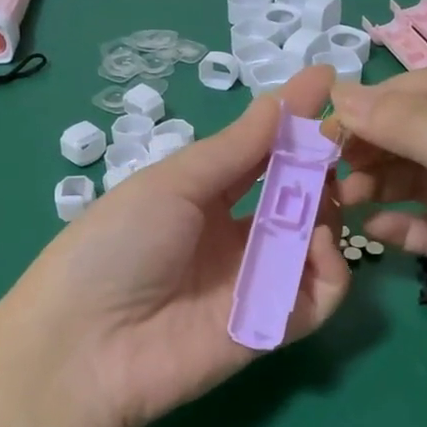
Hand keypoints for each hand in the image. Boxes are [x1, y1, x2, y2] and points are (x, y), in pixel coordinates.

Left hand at [0, 65, 349, 426]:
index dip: (292, 120)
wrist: (87, 345)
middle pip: (296, 197)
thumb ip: (233, 149)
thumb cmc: (117, 246)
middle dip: (320, 166)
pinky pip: (319, 296)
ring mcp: (256, 282)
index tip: (328, 81)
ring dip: (330, 212)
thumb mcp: (170, 185)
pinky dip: (332, 268)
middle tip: (340, 143)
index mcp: (203, 198)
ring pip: (316, 242)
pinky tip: (319, 245)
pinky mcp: (273, 327)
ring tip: (329, 192)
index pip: (261, 153)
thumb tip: (279, 100)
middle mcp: (235, 237)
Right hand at [332, 69, 426, 426]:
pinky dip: (399, 225)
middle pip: (419, 134)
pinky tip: (372, 231)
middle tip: (328, 169)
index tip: (328, 124)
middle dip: (374, 146)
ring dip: (379, 185)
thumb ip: (412, 127)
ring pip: (418, 181)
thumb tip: (343, 95)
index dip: (379, 100)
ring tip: (343, 202)